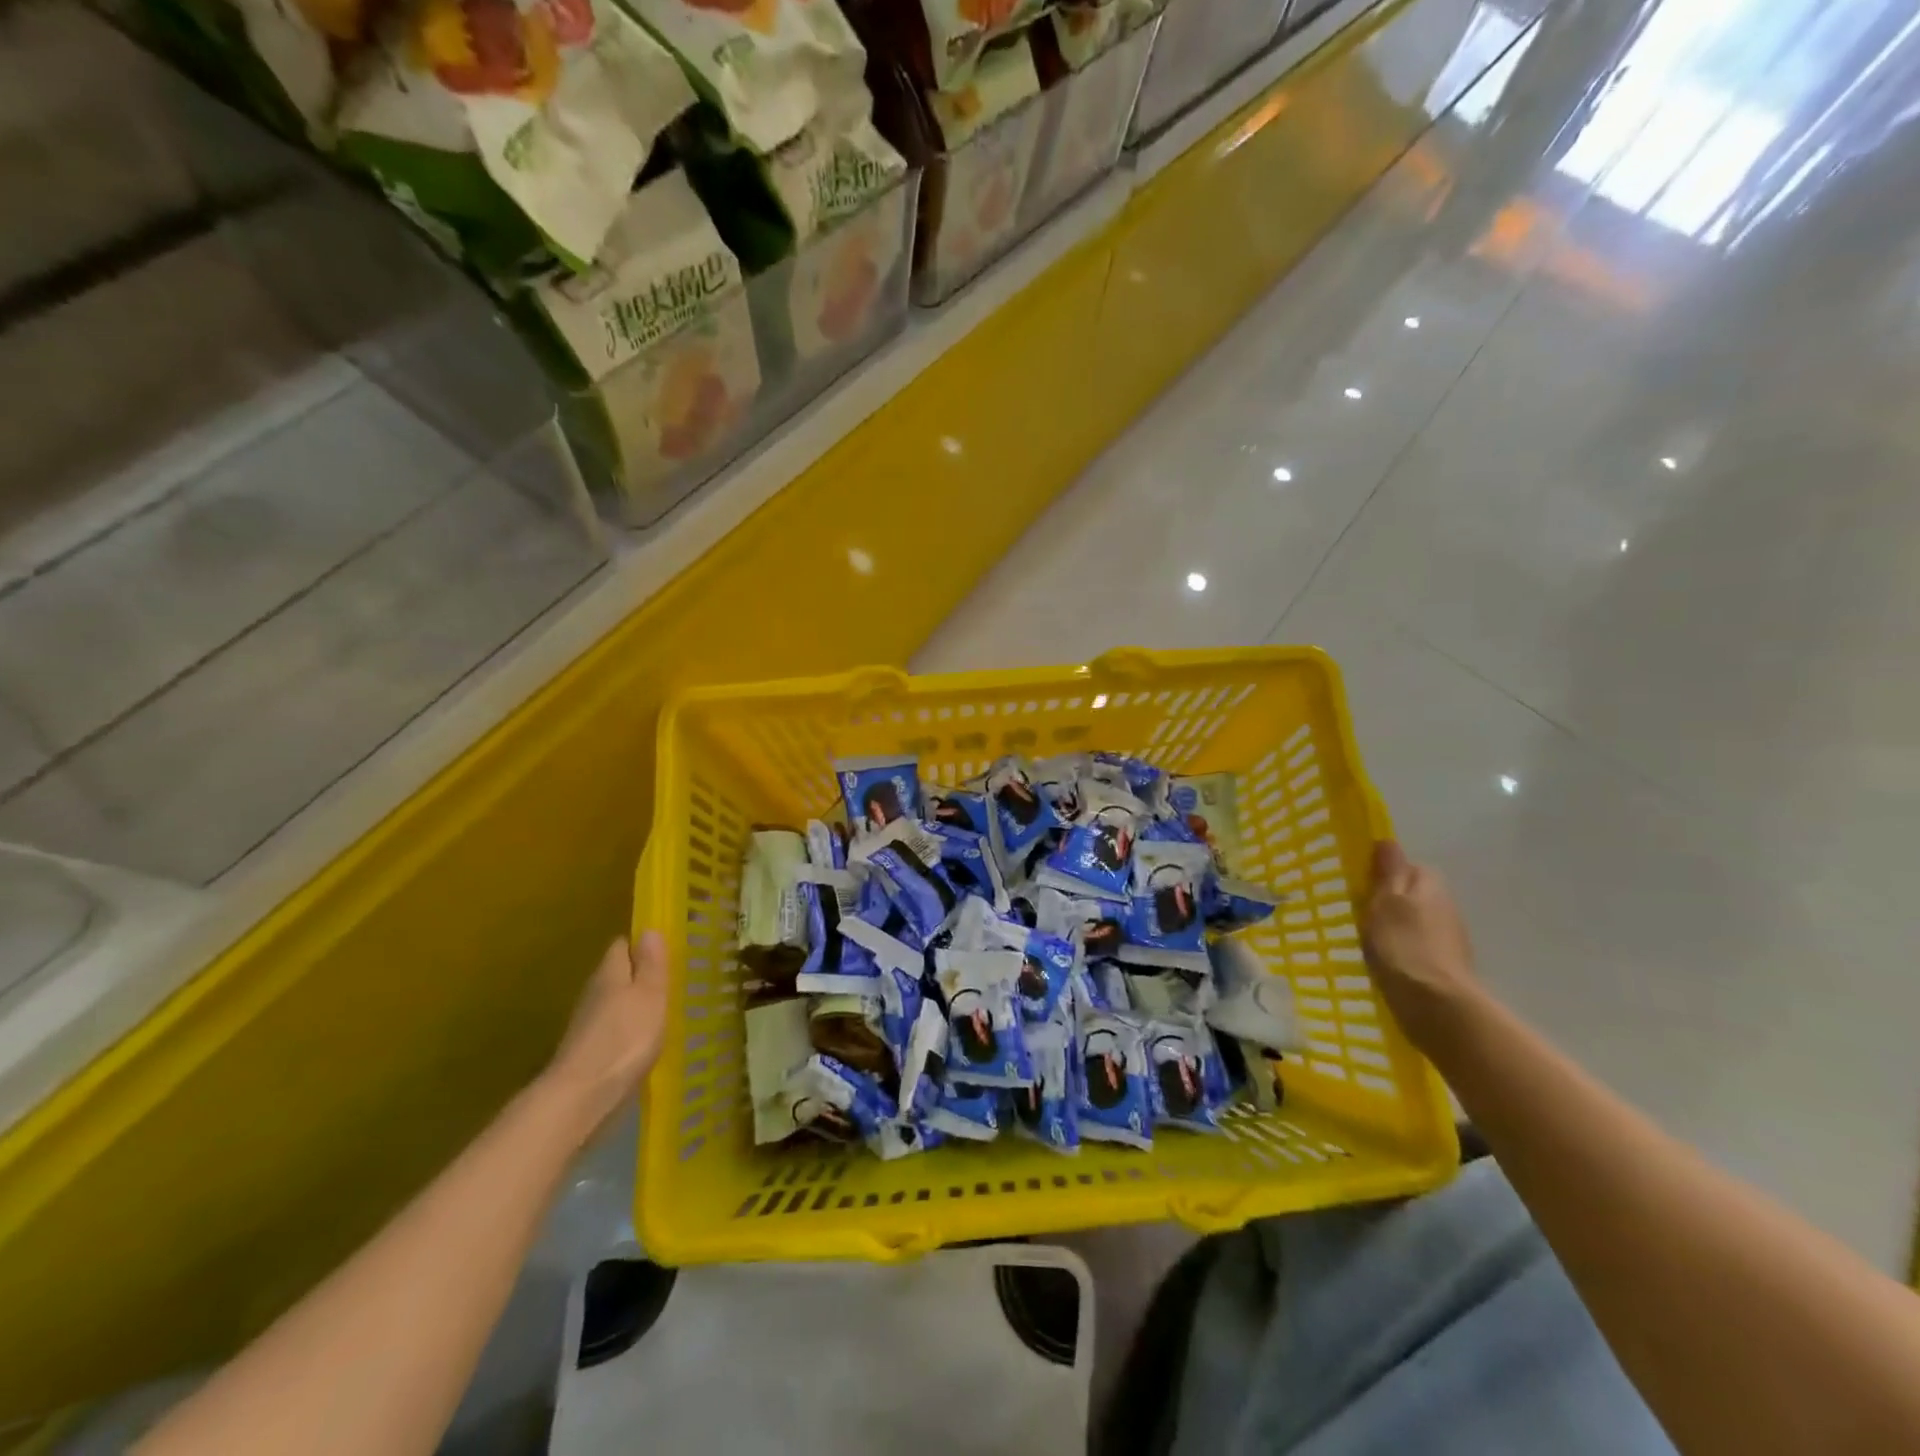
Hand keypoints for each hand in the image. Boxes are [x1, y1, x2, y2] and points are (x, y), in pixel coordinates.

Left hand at [543, 932, 668, 1135]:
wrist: (582, 1098)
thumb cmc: (625, 1038)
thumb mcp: (650, 995)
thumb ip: (651, 963)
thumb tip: (649, 929)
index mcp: (609, 973)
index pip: (622, 946)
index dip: (642, 945)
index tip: (666, 951)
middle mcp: (593, 993)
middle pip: (617, 974)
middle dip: (640, 975)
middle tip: (670, 981)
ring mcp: (587, 1024)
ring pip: (614, 1002)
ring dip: (634, 1004)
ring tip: (662, 1010)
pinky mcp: (587, 1052)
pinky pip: (612, 1029)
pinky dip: (627, 1029)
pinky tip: (644, 1040)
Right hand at [1363, 841, 1480, 1053]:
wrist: (1436, 1005)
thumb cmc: (1402, 944)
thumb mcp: (1384, 901)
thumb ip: (1387, 871)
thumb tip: (1387, 840)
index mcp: (1429, 884)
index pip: (1407, 867)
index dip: (1384, 874)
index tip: (1361, 886)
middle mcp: (1446, 906)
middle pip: (1414, 894)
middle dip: (1392, 901)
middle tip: (1361, 914)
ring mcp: (1450, 938)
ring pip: (1417, 921)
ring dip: (1398, 927)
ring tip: (1370, 941)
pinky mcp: (1447, 965)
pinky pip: (1420, 947)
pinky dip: (1405, 951)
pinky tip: (1388, 964)